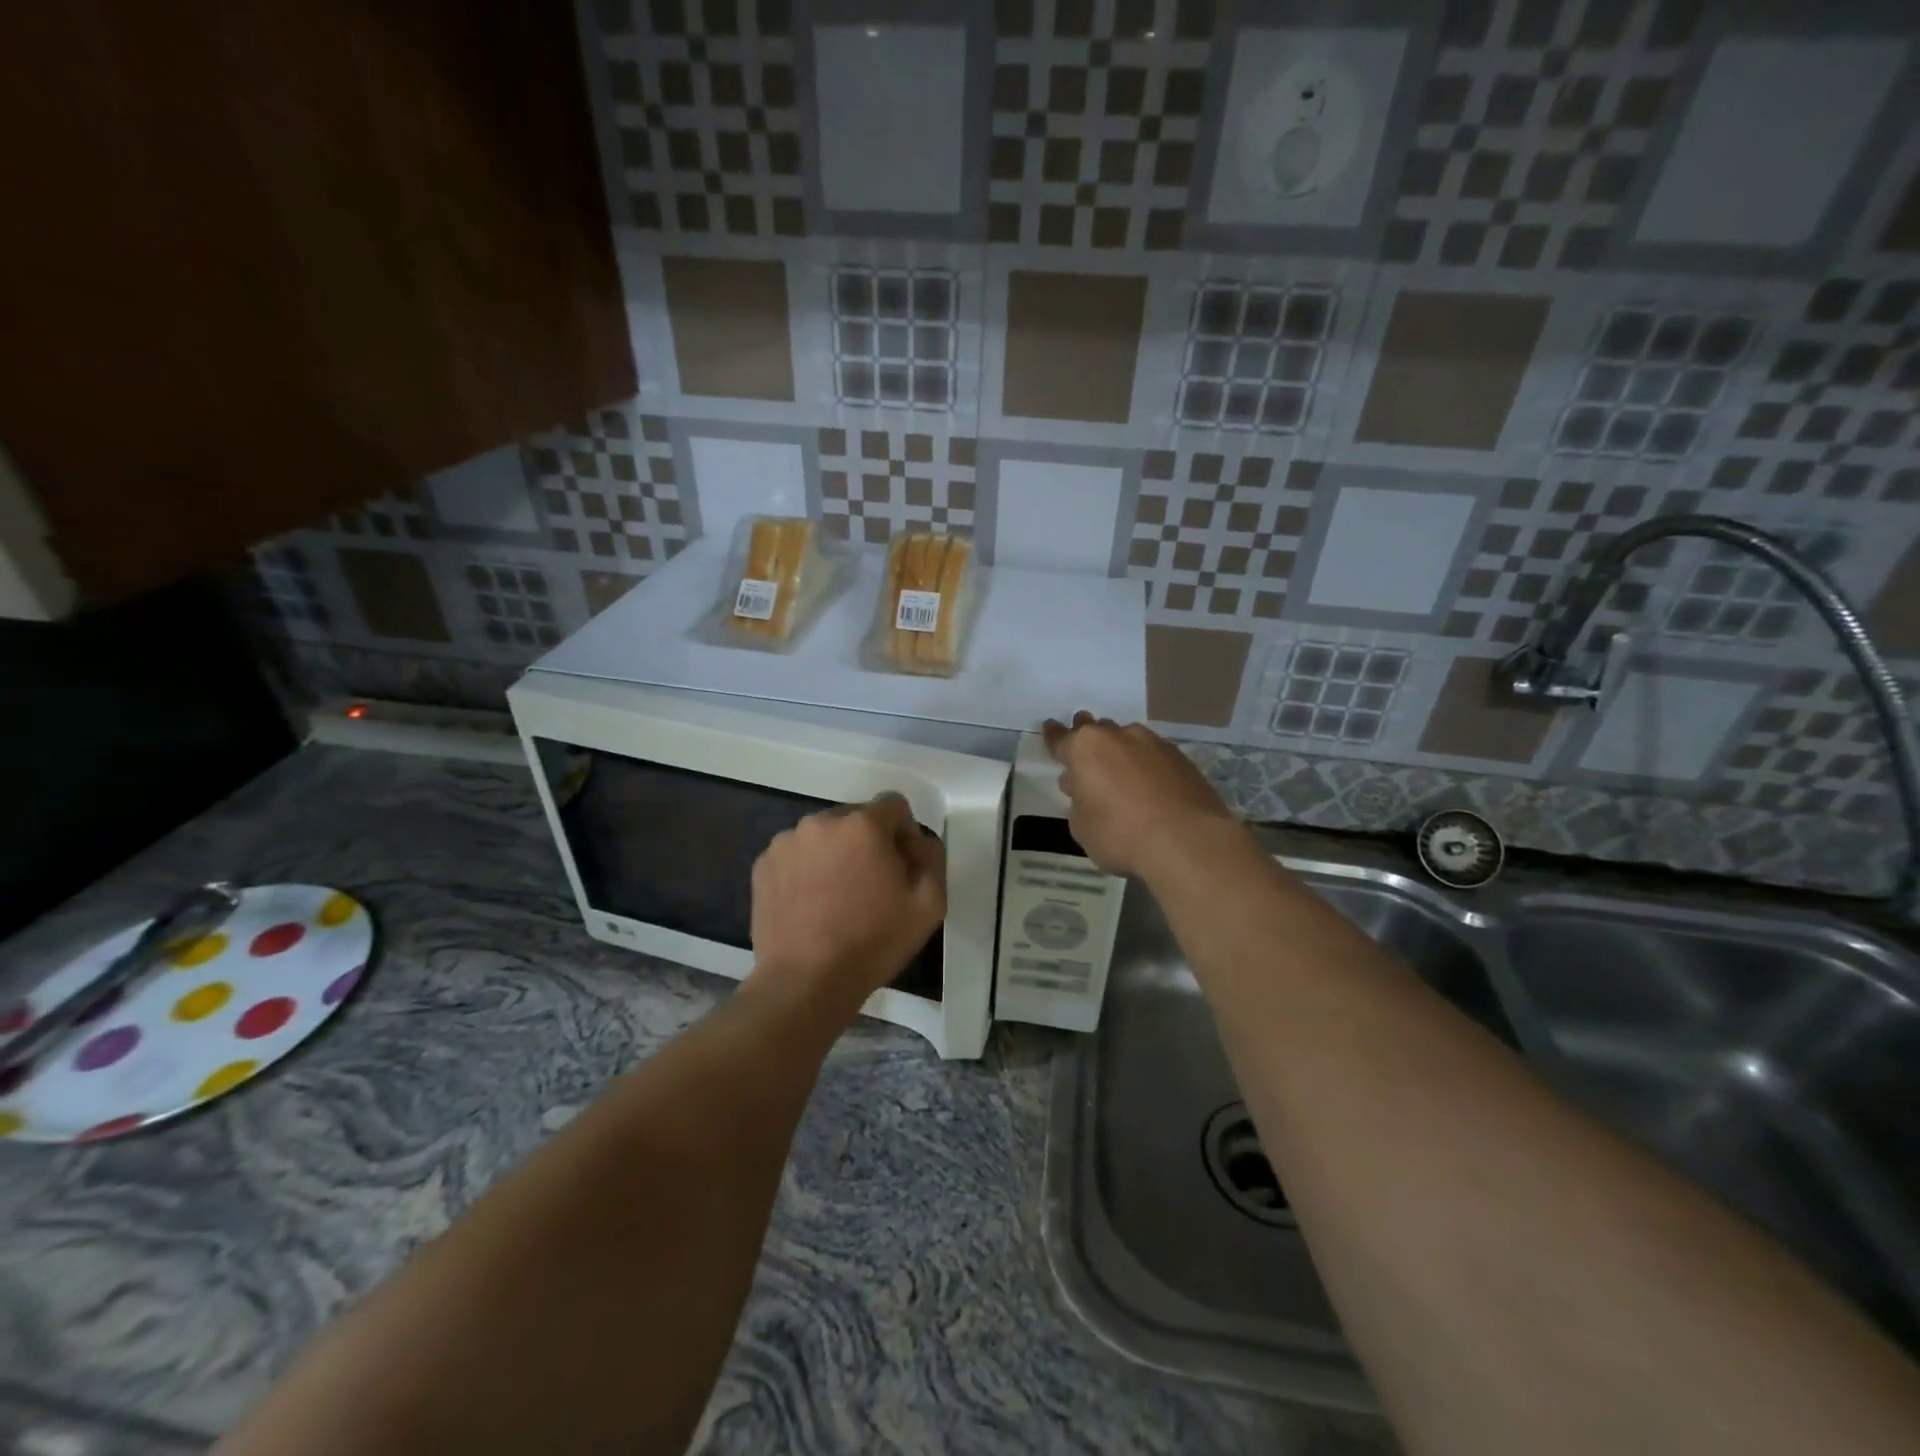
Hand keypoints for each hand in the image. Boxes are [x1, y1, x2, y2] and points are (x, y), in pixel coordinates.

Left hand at [747, 794, 945, 1020]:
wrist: (806, 981)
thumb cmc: (873, 941)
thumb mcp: (929, 904)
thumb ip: (932, 859)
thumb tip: (919, 843)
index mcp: (863, 824)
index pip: (894, 806)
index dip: (905, 834)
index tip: (903, 868)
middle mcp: (821, 821)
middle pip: (856, 820)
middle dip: (869, 843)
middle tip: (871, 886)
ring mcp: (787, 842)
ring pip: (823, 837)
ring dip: (835, 855)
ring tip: (837, 899)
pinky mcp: (763, 865)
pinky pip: (796, 855)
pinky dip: (806, 870)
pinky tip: (811, 906)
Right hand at [1042, 712, 1235, 878]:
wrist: (1187, 841)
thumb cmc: (1120, 834)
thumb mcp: (1082, 826)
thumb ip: (1079, 802)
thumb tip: (1087, 789)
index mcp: (1086, 748)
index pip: (1061, 738)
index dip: (1053, 736)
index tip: (1050, 728)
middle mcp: (1120, 736)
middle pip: (1098, 730)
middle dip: (1089, 739)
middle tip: (1087, 757)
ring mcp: (1155, 744)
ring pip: (1129, 741)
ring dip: (1121, 754)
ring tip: (1121, 777)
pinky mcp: (1183, 759)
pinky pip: (1155, 757)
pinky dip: (1147, 767)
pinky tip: (1150, 788)